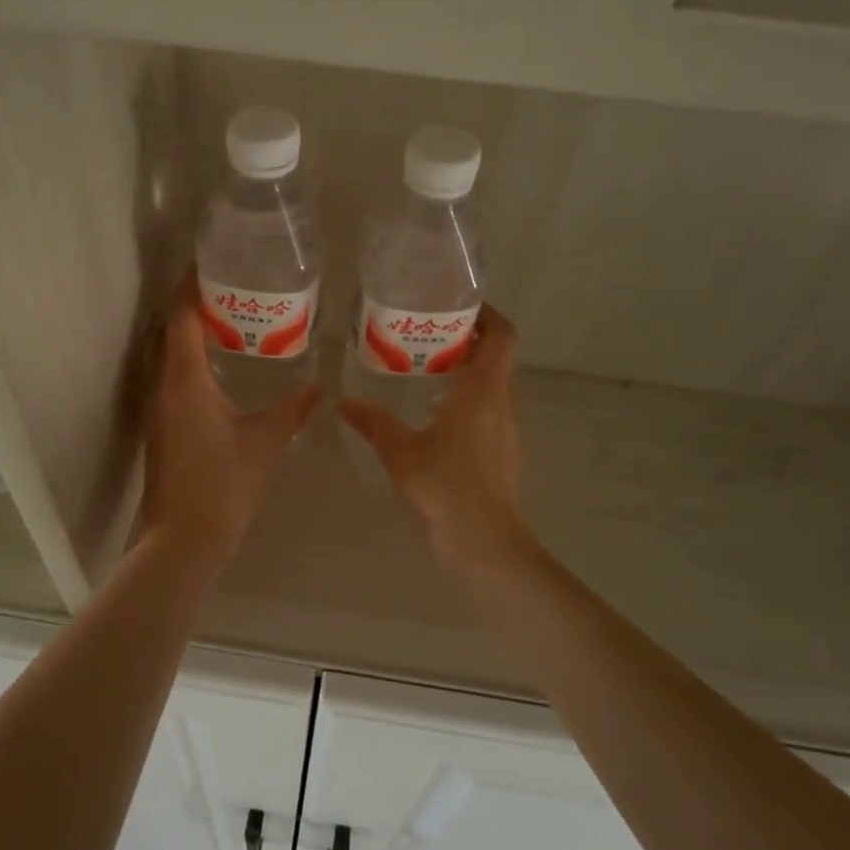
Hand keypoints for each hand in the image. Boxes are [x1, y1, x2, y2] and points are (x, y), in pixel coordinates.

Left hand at [141, 275, 322, 563]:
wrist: (183, 541)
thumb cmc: (224, 485)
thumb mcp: (265, 443)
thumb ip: (292, 410)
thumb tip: (319, 387)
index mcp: (185, 382)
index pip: (181, 319)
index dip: (190, 288)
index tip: (207, 264)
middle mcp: (164, 388)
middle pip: (169, 333)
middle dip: (191, 307)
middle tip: (228, 290)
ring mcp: (158, 411)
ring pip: (168, 358)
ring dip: (189, 336)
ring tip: (227, 323)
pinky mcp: (161, 431)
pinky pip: (171, 381)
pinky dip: (189, 364)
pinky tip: (218, 372)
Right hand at [338, 304, 532, 573]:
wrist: (486, 545)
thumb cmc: (447, 490)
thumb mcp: (401, 453)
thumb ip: (373, 423)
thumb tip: (343, 402)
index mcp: (484, 392)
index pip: (502, 336)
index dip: (487, 314)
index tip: (459, 304)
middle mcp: (502, 403)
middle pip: (496, 357)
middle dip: (468, 339)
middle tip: (428, 333)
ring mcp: (507, 429)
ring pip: (493, 384)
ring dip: (468, 369)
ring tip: (426, 368)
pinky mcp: (503, 450)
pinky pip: (489, 408)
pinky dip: (468, 397)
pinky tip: (434, 413)